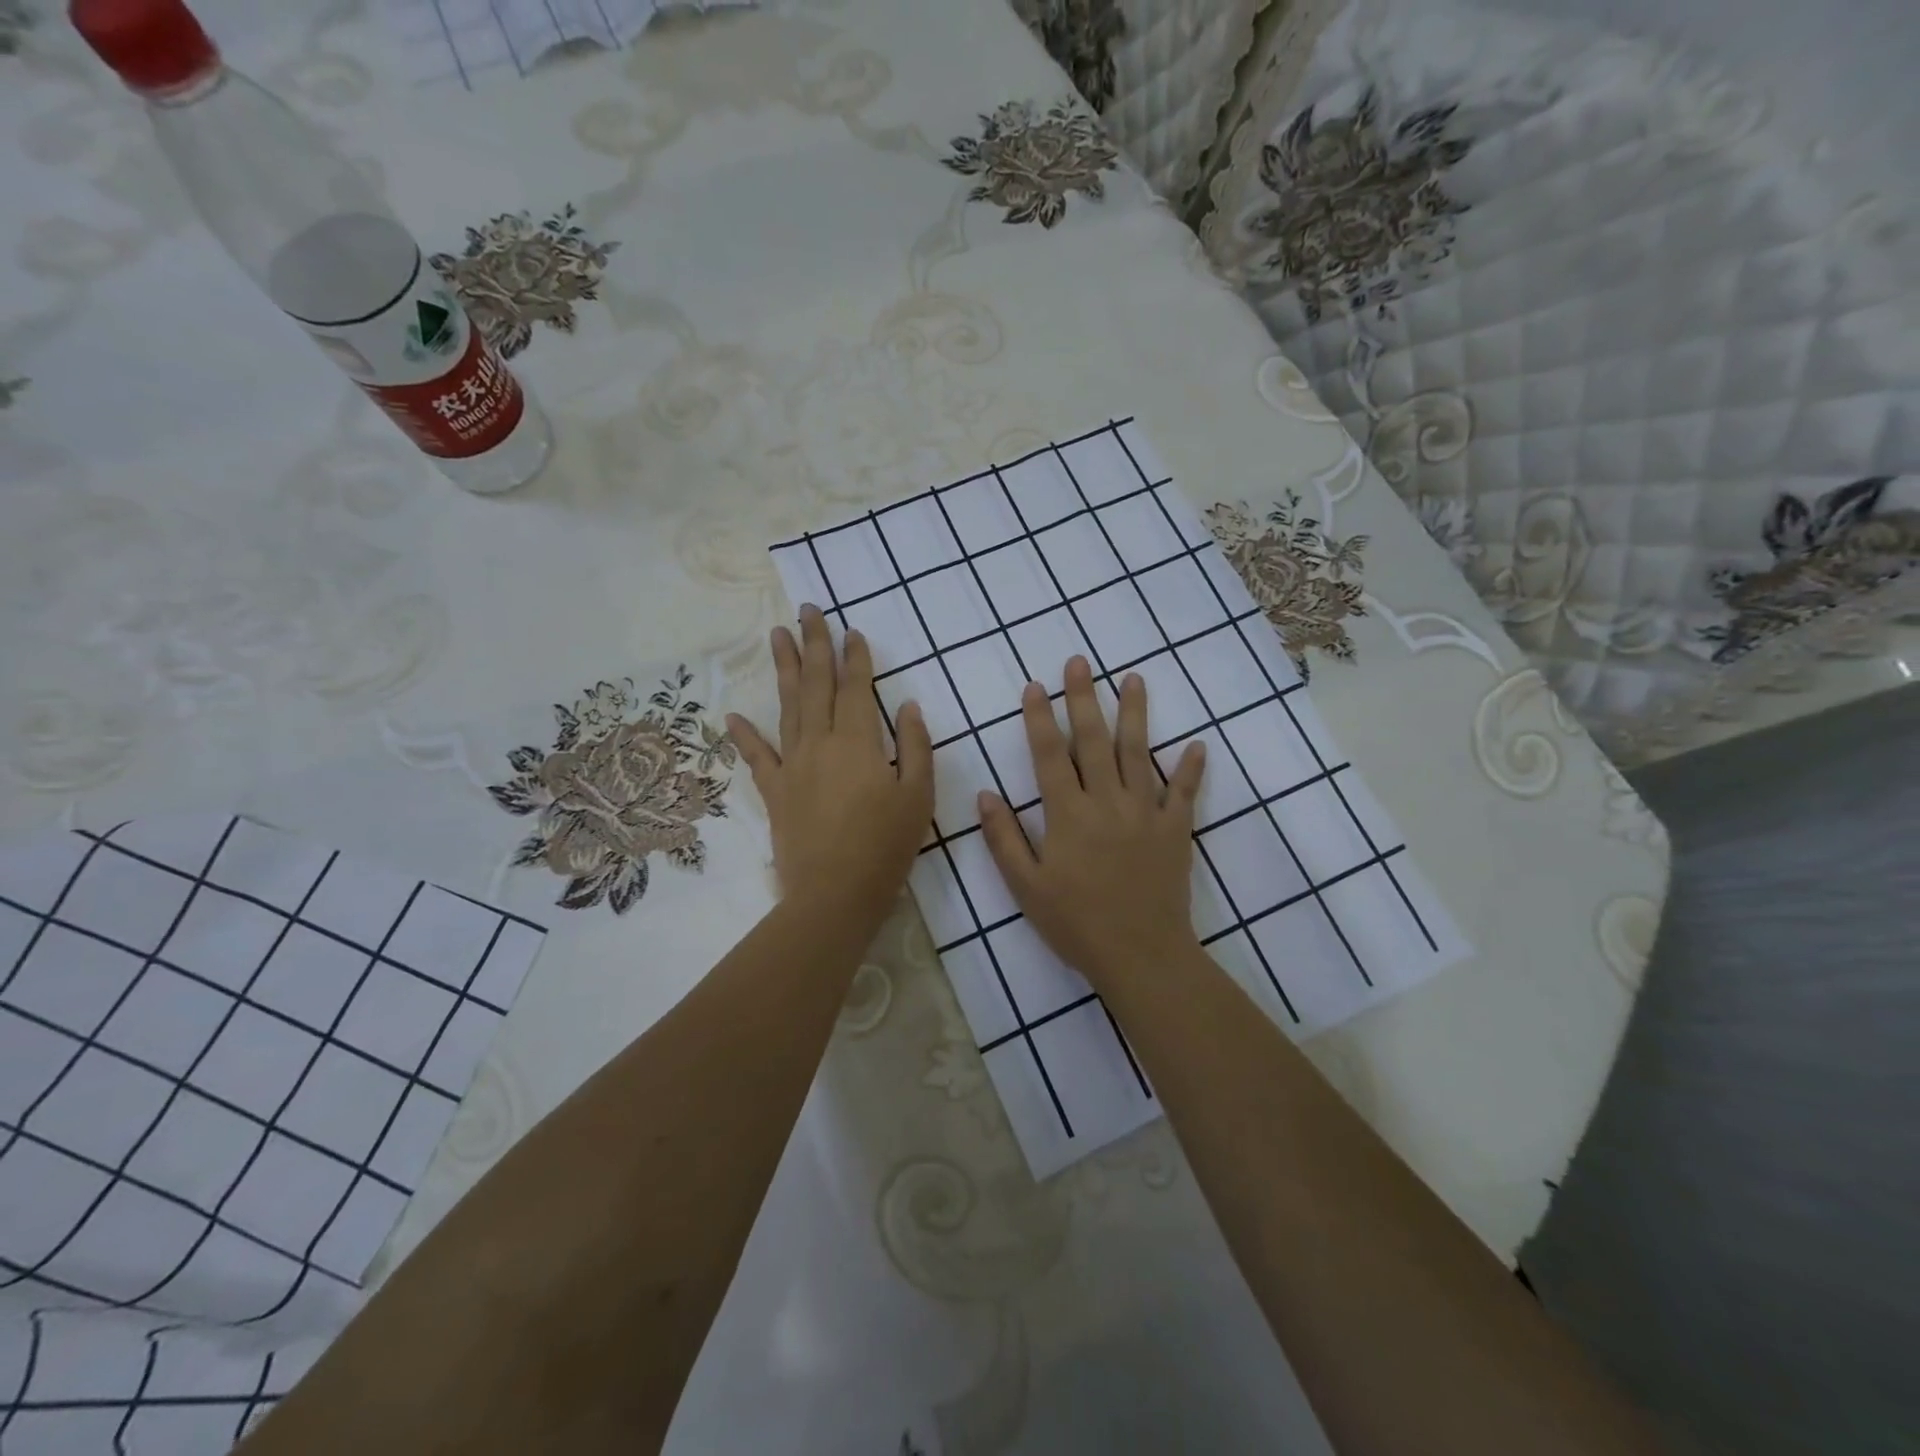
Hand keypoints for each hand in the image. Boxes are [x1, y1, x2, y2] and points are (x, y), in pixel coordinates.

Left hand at [727, 606, 932, 918]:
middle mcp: (821, 743)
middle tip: (809, 610)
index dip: (855, 658)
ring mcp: (793, 766)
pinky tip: (732, 715)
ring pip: (787, 707)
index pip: (855, 688)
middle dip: (815, 644)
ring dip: (783, 669)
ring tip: (777, 635)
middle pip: (816, 685)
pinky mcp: (776, 792)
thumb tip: (910, 706)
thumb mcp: (919, 797)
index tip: (851, 631)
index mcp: (859, 742)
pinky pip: (757, 757)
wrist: (835, 894)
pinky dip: (744, 735)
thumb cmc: (886, 847)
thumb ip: (917, 748)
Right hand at [977, 657, 1206, 991]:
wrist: (1141, 955)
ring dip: (1135, 713)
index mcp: (1068, 814)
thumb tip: (985, 795)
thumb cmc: (1077, 923)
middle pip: (1095, 740)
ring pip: (1140, 753)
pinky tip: (1197, 745)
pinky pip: (1184, 793)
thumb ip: (1004, 839)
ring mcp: (1146, 812)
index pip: (1050, 754)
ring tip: (1134, 679)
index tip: (1034, 686)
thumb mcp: (1027, 887)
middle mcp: (1107, 801)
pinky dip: (1190, 768)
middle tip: (1079, 662)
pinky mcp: (1175, 830)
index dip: (1040, 718)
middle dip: (1084, 698)